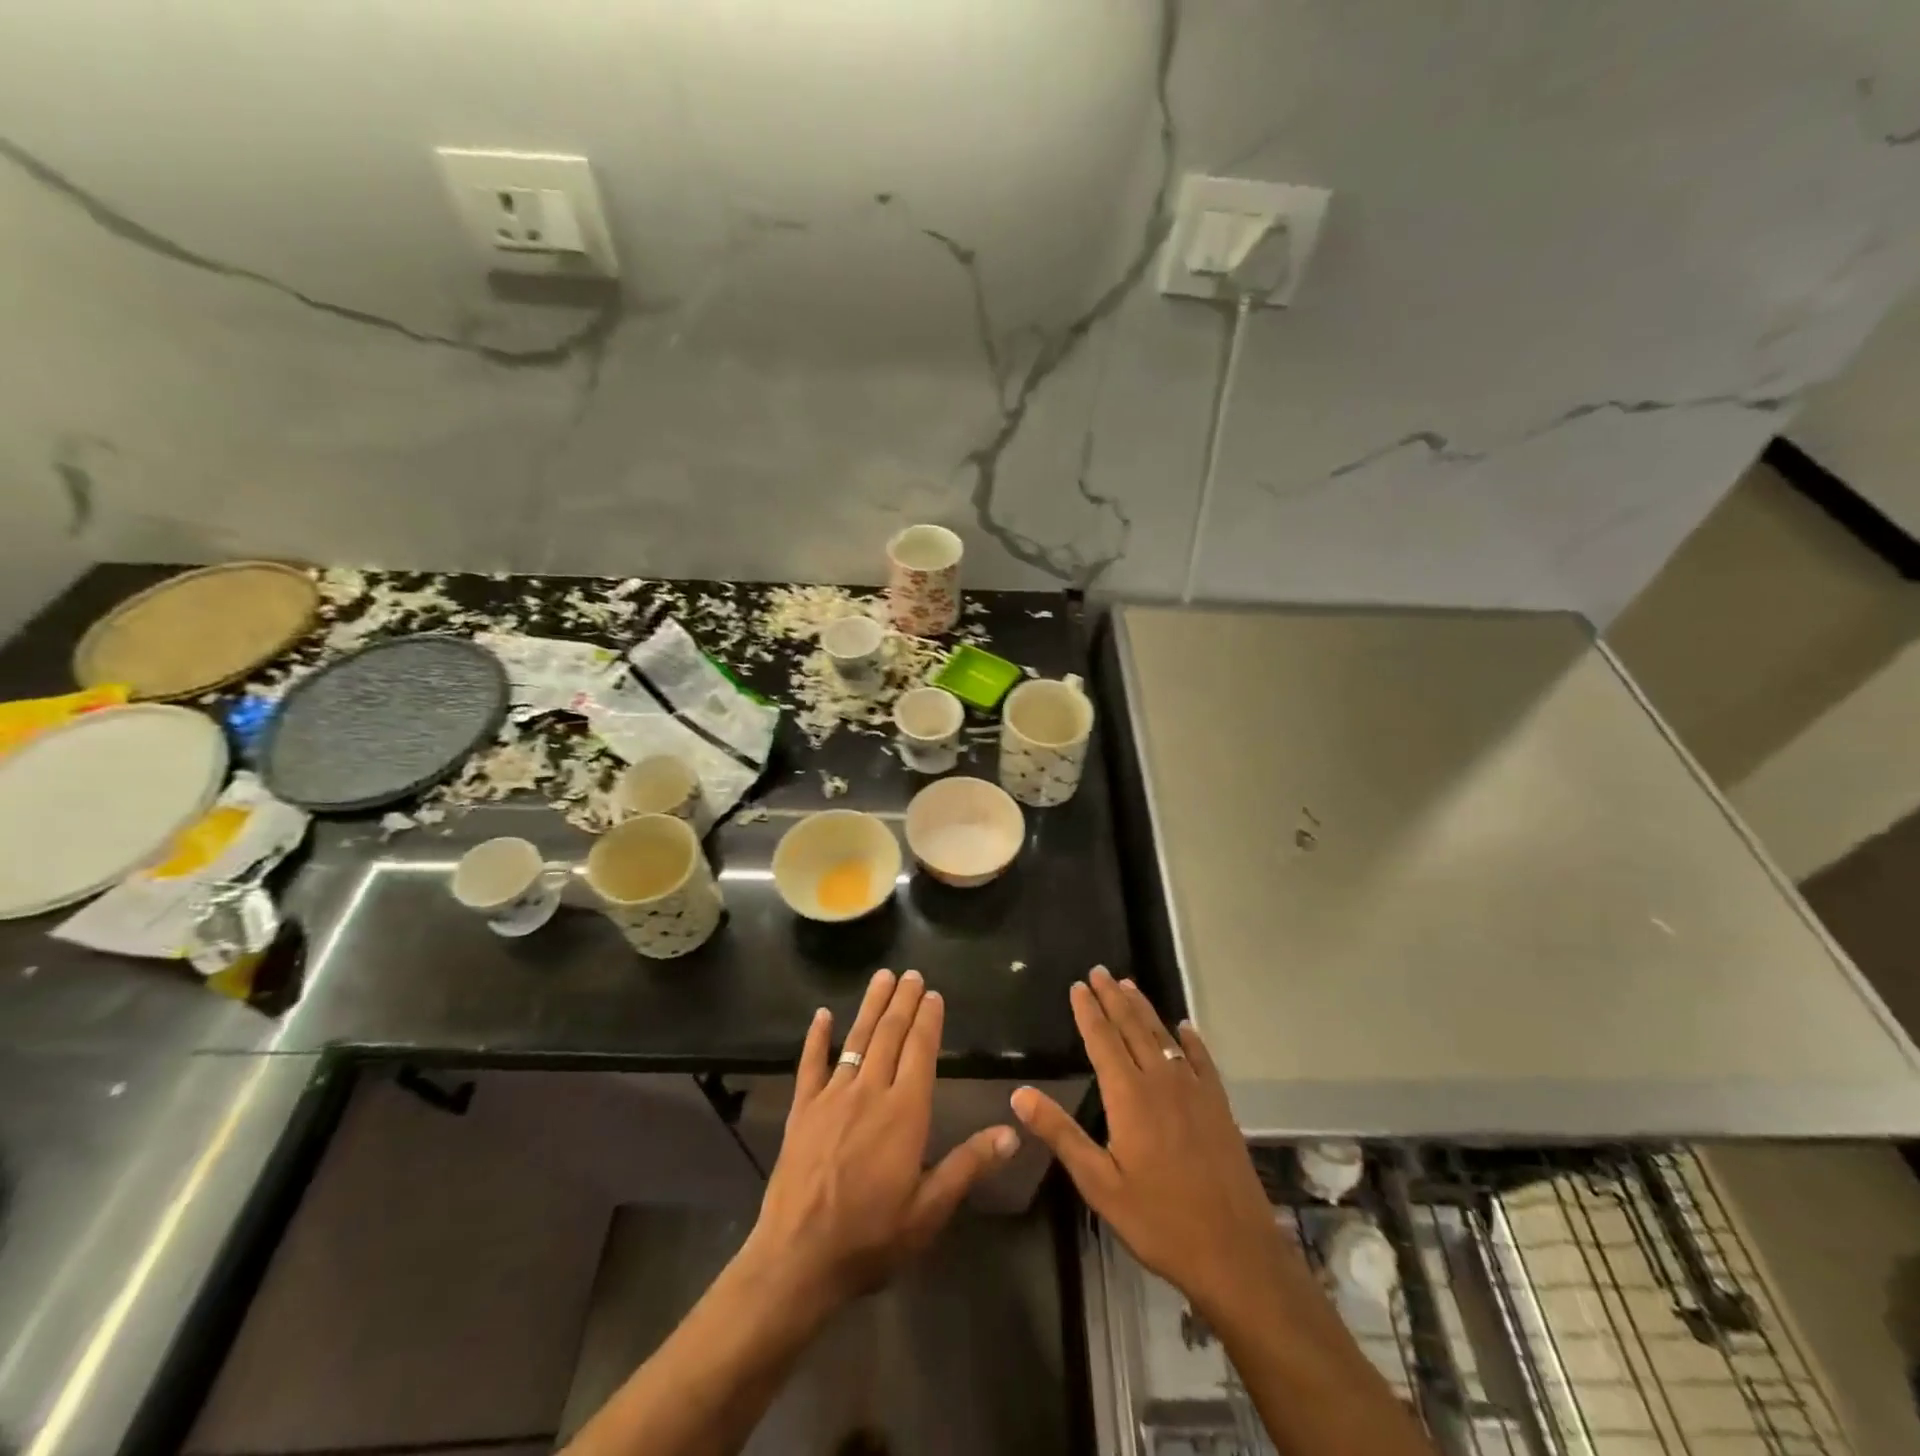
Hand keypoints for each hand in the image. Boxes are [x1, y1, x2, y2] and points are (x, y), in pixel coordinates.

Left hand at [741, 968, 1019, 1315]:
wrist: (798, 1259)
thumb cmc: (871, 1238)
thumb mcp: (930, 1210)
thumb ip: (968, 1165)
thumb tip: (1013, 1131)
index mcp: (904, 1112)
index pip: (920, 1051)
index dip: (928, 1020)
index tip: (933, 994)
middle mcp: (870, 1092)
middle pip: (889, 1035)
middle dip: (902, 1001)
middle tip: (911, 973)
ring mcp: (832, 1097)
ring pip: (856, 1039)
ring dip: (870, 1006)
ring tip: (881, 976)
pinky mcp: (802, 1110)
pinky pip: (810, 1065)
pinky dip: (816, 1038)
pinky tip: (821, 1015)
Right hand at [1012, 967, 1305, 1320]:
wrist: (1235, 1252)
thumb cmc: (1159, 1221)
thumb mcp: (1099, 1184)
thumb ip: (1061, 1134)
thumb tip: (1019, 1094)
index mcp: (1129, 1096)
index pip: (1102, 1040)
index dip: (1087, 1011)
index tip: (1078, 985)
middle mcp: (1161, 1081)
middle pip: (1132, 1028)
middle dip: (1113, 998)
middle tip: (1100, 971)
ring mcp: (1194, 1091)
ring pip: (1163, 1037)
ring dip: (1144, 1009)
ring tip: (1129, 985)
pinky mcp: (1219, 1106)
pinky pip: (1201, 1060)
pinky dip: (1189, 1039)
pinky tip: (1184, 1028)